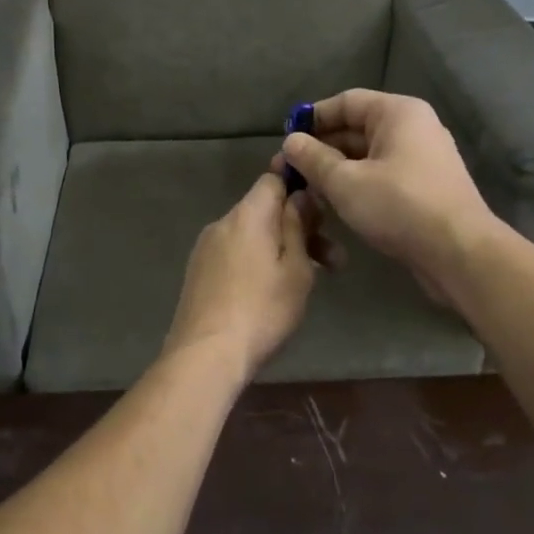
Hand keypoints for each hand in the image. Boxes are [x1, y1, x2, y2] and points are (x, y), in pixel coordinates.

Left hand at [162, 173, 321, 377]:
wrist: (206, 355)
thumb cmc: (262, 310)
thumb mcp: (296, 268)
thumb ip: (298, 225)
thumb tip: (299, 195)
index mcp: (248, 215)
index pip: (272, 178)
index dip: (298, 183)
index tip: (321, 201)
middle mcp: (222, 223)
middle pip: (265, 210)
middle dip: (299, 227)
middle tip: (334, 259)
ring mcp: (206, 249)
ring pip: (252, 235)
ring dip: (281, 248)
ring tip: (310, 280)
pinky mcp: (199, 273)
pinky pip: (235, 253)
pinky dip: (258, 261)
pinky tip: (273, 291)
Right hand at [276, 90, 498, 294]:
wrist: (458, 252)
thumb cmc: (399, 206)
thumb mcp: (345, 182)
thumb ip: (313, 159)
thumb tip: (290, 142)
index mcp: (398, 113)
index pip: (346, 102)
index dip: (313, 118)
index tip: (285, 139)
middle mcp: (413, 128)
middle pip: (356, 129)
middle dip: (320, 149)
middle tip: (287, 171)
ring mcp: (421, 160)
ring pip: (367, 156)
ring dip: (335, 170)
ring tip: (304, 190)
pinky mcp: (423, 189)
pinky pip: (381, 176)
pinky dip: (356, 185)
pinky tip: (333, 205)